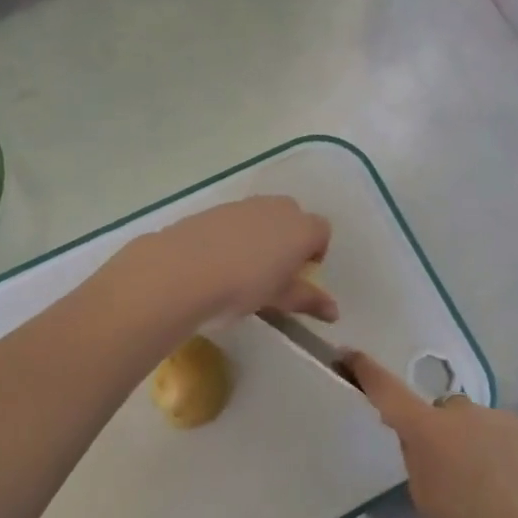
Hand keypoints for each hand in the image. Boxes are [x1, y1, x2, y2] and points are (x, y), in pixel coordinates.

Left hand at [126, 196, 335, 324]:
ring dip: (261, 235)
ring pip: (262, 215)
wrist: (182, 270)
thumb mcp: (278, 298)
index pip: (322, 231)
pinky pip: (235, 219)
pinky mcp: (213, 209)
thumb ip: (307, 300)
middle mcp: (276, 208)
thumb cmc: (242, 287)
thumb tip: (334, 312)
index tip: (300, 275)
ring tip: (244, 267)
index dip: (315, 252)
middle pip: (293, 216)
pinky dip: (234, 234)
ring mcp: (243, 205)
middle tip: (275, 270)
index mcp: (300, 228)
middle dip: (289, 238)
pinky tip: (218, 260)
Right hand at [342, 352, 517, 517]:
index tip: (348, 353)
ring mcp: (502, 416)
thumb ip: (418, 460)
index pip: (388, 392)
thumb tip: (419, 438)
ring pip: (478, 424)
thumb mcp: (427, 501)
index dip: (366, 371)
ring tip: (498, 489)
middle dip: (443, 433)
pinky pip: (509, 432)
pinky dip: (508, 451)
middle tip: (455, 474)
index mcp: (428, 433)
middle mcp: (463, 413)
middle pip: (442, 413)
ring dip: (478, 444)